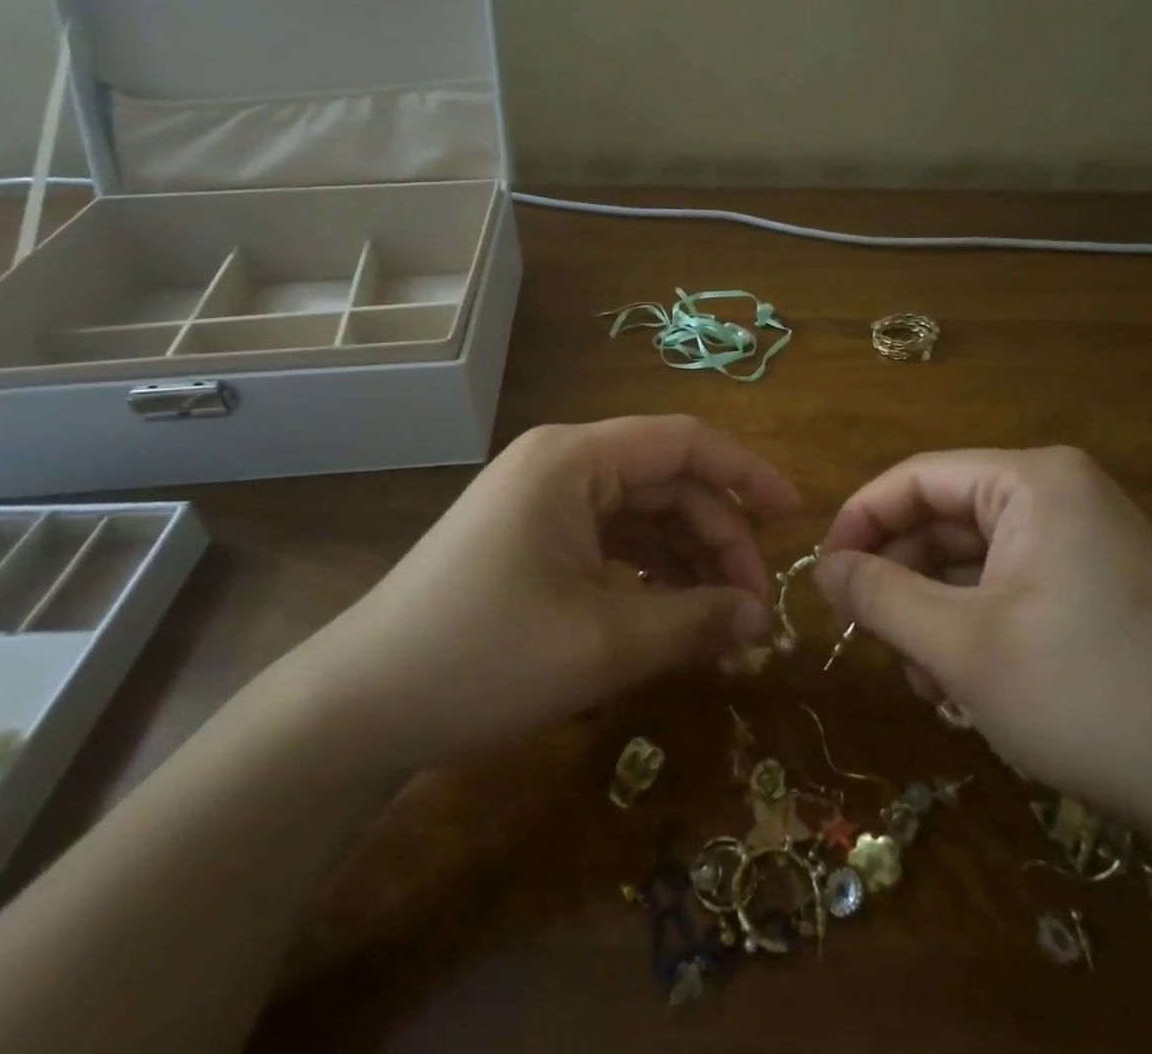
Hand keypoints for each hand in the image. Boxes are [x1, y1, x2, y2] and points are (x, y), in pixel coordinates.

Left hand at [289, 416, 795, 774]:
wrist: (357, 709)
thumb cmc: (480, 658)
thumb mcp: (602, 644)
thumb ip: (694, 622)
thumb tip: (763, 621)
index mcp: (574, 459)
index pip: (684, 442)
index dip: (746, 473)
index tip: (794, 517)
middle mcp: (562, 465)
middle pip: (667, 483)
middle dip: (718, 538)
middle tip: (754, 609)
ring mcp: (544, 503)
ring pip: (643, 515)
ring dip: (688, 561)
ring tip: (722, 622)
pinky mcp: (534, 540)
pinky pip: (612, 543)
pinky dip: (651, 575)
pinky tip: (674, 617)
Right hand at [815, 447, 1151, 862]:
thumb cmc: (1085, 696)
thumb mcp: (960, 647)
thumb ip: (878, 596)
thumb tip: (821, 568)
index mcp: (1032, 481)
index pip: (916, 478)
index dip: (859, 522)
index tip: (823, 577)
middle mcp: (1059, 492)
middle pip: (944, 519)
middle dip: (900, 579)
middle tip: (868, 640)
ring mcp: (1082, 537)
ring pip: (972, 559)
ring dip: (932, 612)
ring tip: (919, 680)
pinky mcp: (1093, 583)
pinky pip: (1008, 584)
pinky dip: (972, 624)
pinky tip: (958, 684)